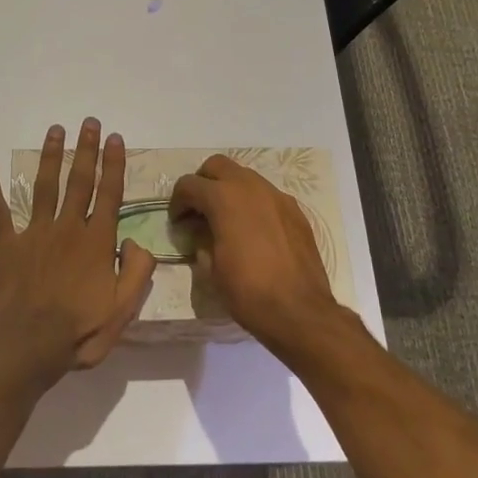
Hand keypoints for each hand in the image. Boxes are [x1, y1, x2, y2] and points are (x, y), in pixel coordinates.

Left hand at [0, 119, 157, 376]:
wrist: (29, 346)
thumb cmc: (79, 331)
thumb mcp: (123, 310)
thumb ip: (137, 273)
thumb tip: (137, 242)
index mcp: (96, 242)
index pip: (110, 194)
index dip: (114, 165)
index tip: (115, 138)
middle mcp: (68, 228)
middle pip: (79, 181)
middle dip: (86, 150)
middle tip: (89, 122)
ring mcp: (35, 233)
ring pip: (45, 186)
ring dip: (51, 156)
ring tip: (56, 130)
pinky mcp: (8, 244)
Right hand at [169, 155, 354, 360]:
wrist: (299, 311)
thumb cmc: (248, 291)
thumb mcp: (211, 268)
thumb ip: (202, 240)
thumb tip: (202, 233)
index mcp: (224, 198)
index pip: (189, 184)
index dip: (177, 202)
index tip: (178, 222)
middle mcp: (251, 187)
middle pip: (217, 166)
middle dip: (203, 183)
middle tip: (198, 210)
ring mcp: (277, 196)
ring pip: (245, 177)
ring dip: (229, 190)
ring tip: (226, 220)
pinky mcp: (295, 211)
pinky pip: (266, 196)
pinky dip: (253, 204)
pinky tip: (253, 231)